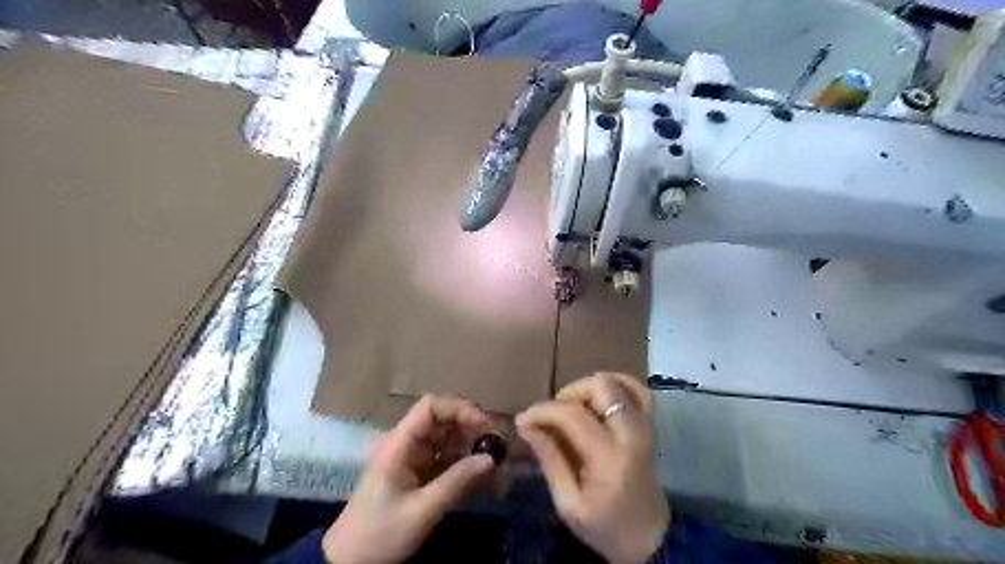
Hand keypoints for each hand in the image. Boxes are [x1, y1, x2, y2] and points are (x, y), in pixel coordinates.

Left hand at [326, 397, 497, 563]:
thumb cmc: (379, 535)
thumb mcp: (421, 511)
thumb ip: (457, 482)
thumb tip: (491, 458)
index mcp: (400, 444)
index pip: (431, 407)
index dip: (460, 409)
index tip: (485, 426)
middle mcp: (407, 443)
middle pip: (443, 420)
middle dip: (471, 428)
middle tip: (497, 446)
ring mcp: (413, 458)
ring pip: (448, 438)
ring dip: (471, 445)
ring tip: (494, 460)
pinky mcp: (419, 473)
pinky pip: (446, 458)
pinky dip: (465, 462)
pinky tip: (481, 473)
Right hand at [518, 373, 666, 560]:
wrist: (650, 539)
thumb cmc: (606, 527)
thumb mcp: (569, 504)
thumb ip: (550, 460)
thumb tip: (527, 426)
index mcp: (610, 457)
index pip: (573, 414)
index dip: (543, 411)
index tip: (523, 419)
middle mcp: (631, 433)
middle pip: (600, 387)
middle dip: (569, 393)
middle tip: (552, 414)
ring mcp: (645, 425)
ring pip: (616, 382)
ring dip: (588, 388)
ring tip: (572, 408)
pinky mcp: (649, 424)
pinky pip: (635, 390)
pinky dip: (614, 385)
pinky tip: (597, 397)